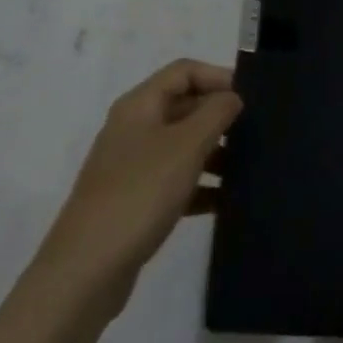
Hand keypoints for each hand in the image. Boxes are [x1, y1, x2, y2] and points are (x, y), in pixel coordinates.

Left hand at [34, 60, 242, 312]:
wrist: (84, 271)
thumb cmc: (140, 194)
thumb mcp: (188, 145)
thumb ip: (217, 112)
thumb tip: (232, 98)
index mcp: (139, 106)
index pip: (184, 71)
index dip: (219, 76)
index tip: (252, 99)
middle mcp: (133, 129)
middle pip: (185, 106)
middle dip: (221, 116)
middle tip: (257, 132)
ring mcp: (132, 166)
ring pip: (184, 145)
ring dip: (216, 151)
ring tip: (248, 167)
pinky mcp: (135, 200)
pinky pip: (177, 180)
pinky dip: (202, 185)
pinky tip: (226, 200)